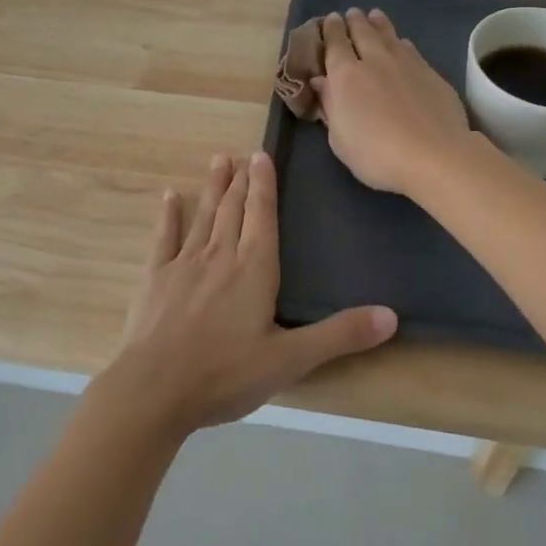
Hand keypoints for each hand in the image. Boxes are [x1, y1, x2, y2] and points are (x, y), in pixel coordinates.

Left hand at [97, 152, 397, 435]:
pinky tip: (170, 196)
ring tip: (218, 160)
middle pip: (233, 209)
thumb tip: (391, 316)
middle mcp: (220, 256)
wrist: (153, 391)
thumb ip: (339, 335)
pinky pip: (164, 238)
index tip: (262, 154)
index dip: (265, 184)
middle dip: (240, 180)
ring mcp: (184, 264)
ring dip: (213, 188)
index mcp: (254, 269)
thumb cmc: (225, 375)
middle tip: (242, 154)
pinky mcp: (155, 278)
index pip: (263, 216)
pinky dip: (168, 215)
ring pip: (204, 216)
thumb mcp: (290, 360)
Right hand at [313, 9, 475, 195]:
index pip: (335, 44)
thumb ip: (330, 106)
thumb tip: (322, 81)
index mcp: (346, 76)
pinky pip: (410, 49)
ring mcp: (405, 64)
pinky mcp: (430, 73)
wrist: (434, 155)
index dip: (331, 30)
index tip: (330, 19)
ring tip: (374, 15)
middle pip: (362, 32)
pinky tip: (402, 42)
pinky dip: (401, 42)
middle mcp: (374, 61)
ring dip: (379, 24)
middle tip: (351, 13)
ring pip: (388, 35)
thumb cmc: (376, 154)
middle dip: (354, 21)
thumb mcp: (340, 139)